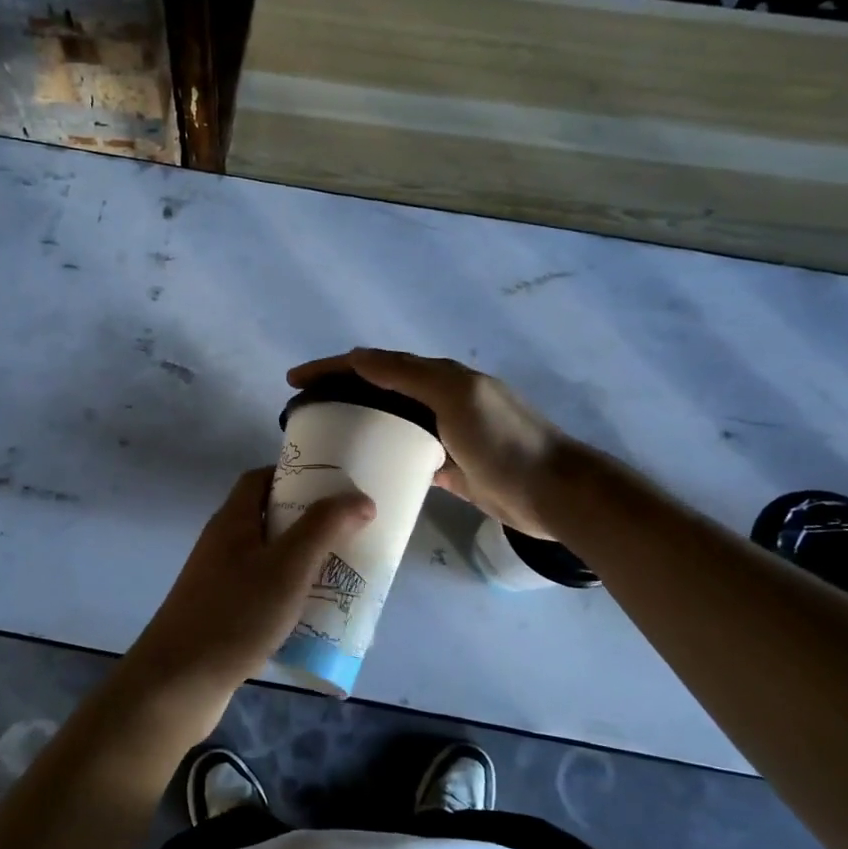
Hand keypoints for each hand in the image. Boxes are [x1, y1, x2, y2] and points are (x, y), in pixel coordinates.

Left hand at [127, 468, 375, 696]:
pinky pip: (263, 593)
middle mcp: (222, 544)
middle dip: (307, 523)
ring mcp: (219, 582)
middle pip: (267, 519)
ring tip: (341, 574)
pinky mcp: (222, 615)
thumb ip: (323, 528)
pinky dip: (289, 597)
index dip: (293, 475)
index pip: (259, 479)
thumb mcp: (288, 566)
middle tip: (347, 533)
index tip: (331, 485)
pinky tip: (314, 616)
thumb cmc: (235, 613)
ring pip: (268, 559)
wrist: (178, 682)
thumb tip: (360, 498)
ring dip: (302, 563)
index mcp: (232, 521)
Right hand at [288, 348, 578, 537]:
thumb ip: (409, 375)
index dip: (332, 368)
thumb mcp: (456, 397)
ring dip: (358, 422)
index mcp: (438, 377)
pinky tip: (364, 468)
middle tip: (304, 412)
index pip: (374, 364)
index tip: (294, 381)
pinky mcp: (450, 466)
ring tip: (325, 440)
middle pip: (378, 389)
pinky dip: (383, 455)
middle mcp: (439, 399)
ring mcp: (445, 433)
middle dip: (339, 392)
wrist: (553, 492)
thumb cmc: (503, 441)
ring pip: (390, 422)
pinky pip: (407, 454)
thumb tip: (358, 357)